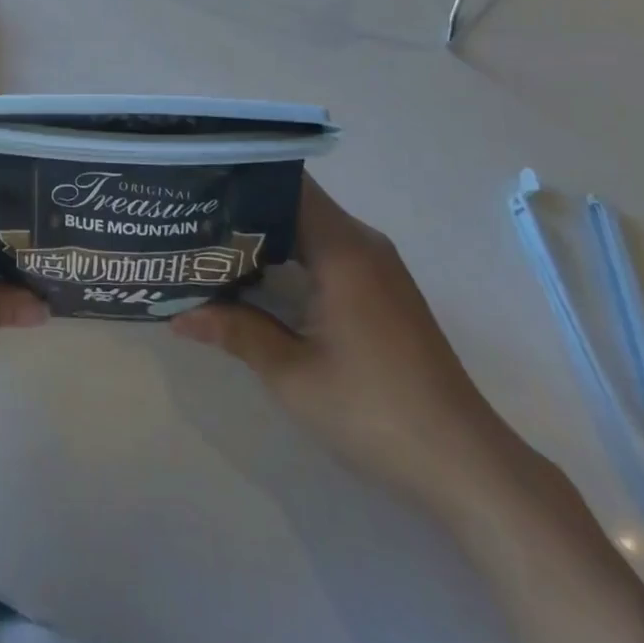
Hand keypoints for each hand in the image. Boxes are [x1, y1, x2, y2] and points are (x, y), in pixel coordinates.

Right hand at [173, 177, 520, 511]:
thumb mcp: (292, 375)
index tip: (198, 181)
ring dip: (267, 231)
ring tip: (212, 240)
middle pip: (296, 201)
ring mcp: (378, 266)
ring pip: (311, 226)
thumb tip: (177, 315)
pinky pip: (328, 249)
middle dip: (244, 205)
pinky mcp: (383, 290)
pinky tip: (258, 275)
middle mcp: (363, 243)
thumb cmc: (375, 413)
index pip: (287, 183)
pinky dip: (291, 252)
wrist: (466, 465)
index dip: (242, 176)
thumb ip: (235, 331)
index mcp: (343, 249)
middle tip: (192, 213)